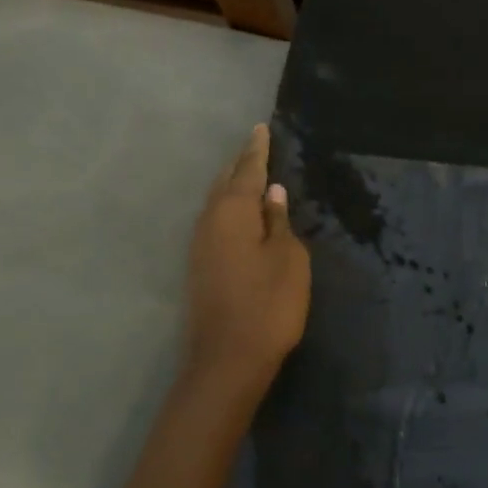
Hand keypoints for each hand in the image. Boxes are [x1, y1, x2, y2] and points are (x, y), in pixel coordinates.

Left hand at [184, 124, 310, 409]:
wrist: (227, 360)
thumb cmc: (268, 304)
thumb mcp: (288, 258)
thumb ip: (279, 222)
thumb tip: (272, 194)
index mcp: (232, 212)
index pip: (248, 170)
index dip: (257, 149)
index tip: (260, 128)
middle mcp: (209, 222)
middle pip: (225, 183)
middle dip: (241, 164)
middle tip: (256, 147)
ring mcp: (200, 245)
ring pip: (217, 203)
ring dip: (232, 186)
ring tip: (249, 174)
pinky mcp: (199, 267)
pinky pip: (215, 222)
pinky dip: (229, 209)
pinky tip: (239, 214)